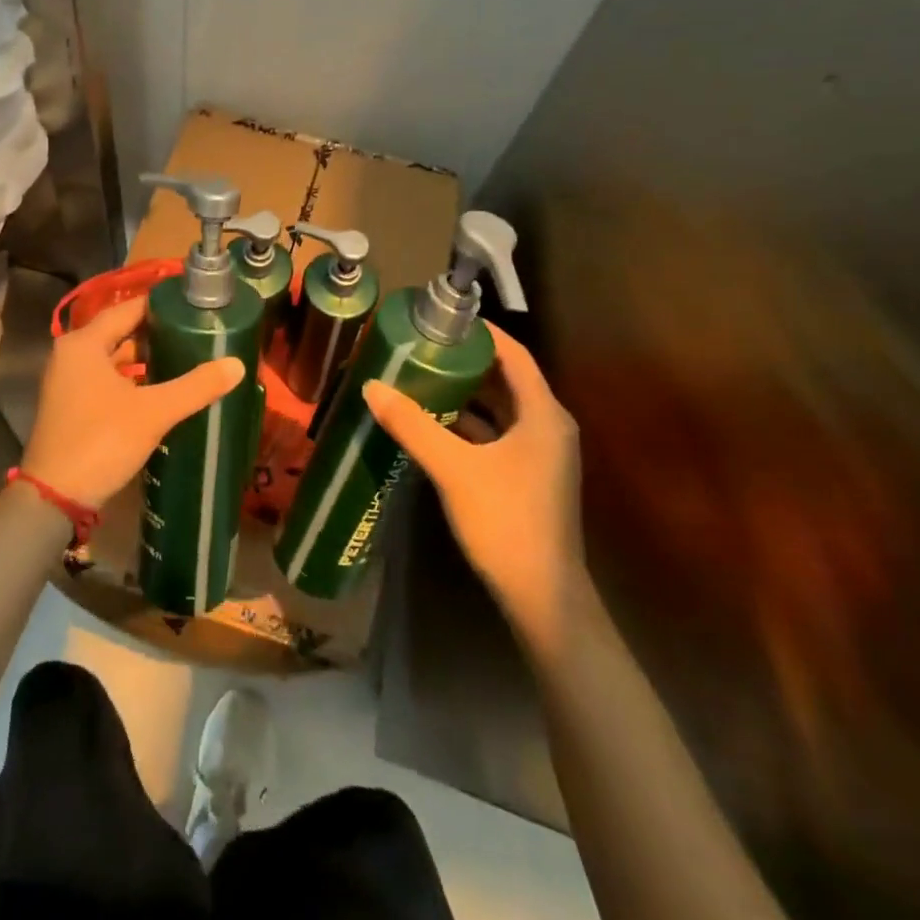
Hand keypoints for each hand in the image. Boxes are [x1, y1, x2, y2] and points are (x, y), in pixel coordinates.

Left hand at [23, 295, 244, 509]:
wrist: (54, 498)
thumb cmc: (101, 441)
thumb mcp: (154, 412)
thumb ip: (195, 386)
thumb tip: (238, 364)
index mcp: (84, 343)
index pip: (128, 309)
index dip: (162, 305)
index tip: (194, 306)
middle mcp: (72, 354)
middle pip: (121, 332)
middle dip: (158, 333)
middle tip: (197, 332)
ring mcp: (69, 381)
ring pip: (114, 358)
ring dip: (146, 359)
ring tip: (187, 357)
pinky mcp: (72, 405)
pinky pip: (107, 379)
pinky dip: (132, 380)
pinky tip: (162, 389)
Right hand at [364, 323, 584, 652]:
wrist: (543, 598)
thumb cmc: (505, 521)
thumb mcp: (453, 468)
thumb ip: (412, 425)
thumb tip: (371, 387)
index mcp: (543, 414)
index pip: (514, 355)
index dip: (482, 333)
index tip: (444, 320)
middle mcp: (548, 426)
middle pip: (506, 379)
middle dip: (467, 362)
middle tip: (424, 346)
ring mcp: (541, 454)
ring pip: (501, 409)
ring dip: (466, 394)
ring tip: (422, 377)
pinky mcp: (529, 477)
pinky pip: (498, 435)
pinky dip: (470, 424)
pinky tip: (434, 424)